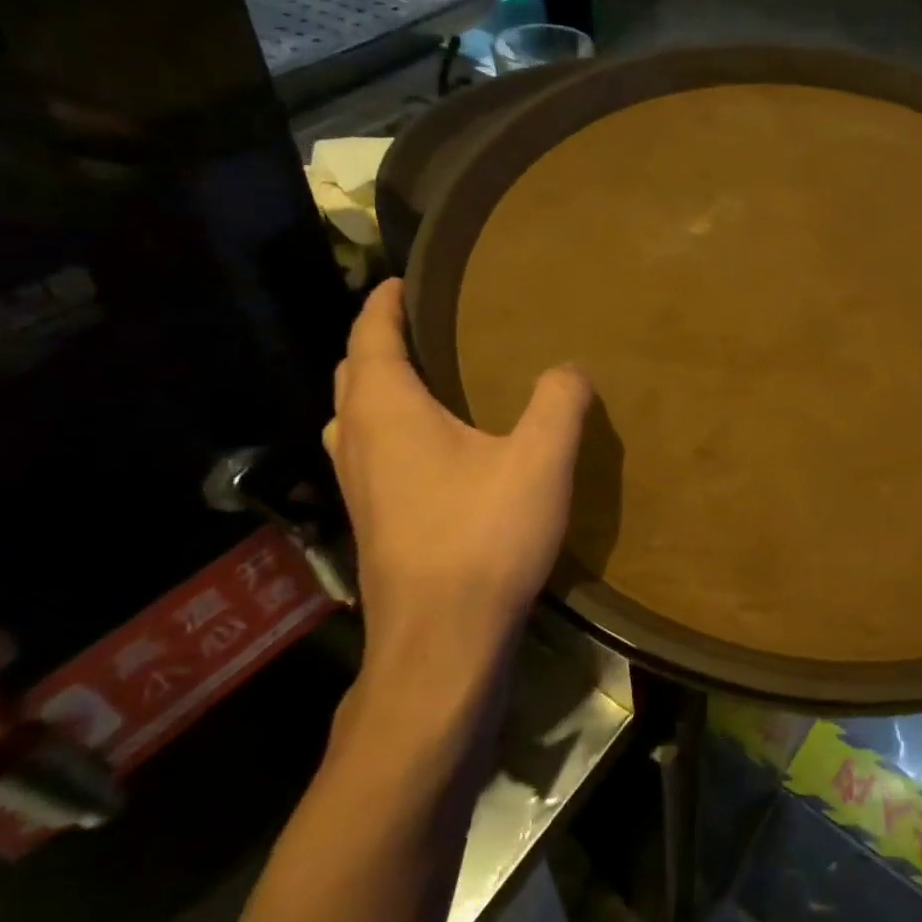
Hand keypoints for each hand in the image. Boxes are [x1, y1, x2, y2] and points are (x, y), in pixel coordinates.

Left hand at [324, 280, 592, 668]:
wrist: (443, 641)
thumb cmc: (484, 538)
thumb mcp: (540, 460)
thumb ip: (559, 402)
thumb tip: (568, 369)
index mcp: (388, 412)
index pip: (370, 337)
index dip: (383, 304)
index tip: (402, 280)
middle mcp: (359, 442)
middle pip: (353, 374)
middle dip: (379, 342)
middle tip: (424, 326)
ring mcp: (358, 487)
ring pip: (354, 417)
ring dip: (378, 388)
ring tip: (426, 380)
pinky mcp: (373, 522)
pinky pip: (369, 452)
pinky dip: (388, 428)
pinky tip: (432, 449)